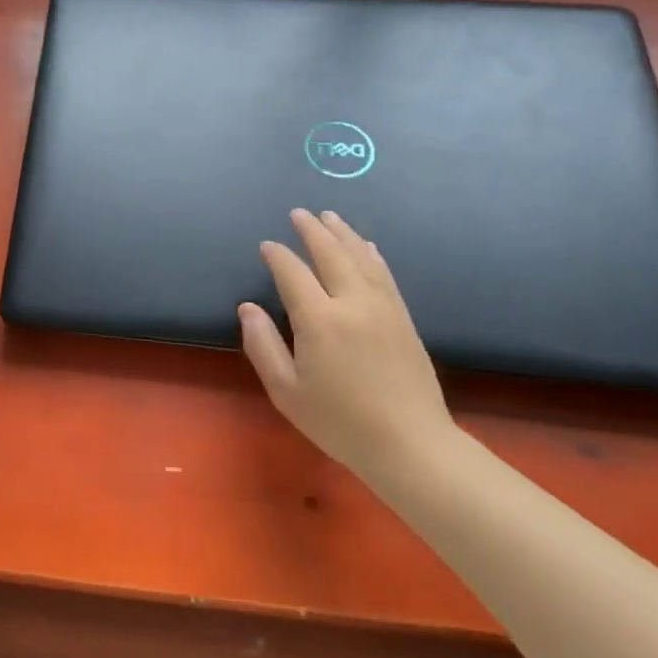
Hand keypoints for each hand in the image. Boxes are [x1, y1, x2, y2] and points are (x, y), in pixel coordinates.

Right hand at [239, 209, 453, 476]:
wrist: (409, 443)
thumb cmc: (339, 422)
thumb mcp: (286, 391)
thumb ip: (263, 345)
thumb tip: (248, 308)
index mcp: (319, 320)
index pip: (293, 274)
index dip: (278, 256)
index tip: (267, 245)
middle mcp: (353, 303)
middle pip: (331, 254)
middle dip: (312, 231)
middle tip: (299, 214)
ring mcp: (384, 308)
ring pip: (361, 258)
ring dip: (344, 234)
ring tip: (330, 217)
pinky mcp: (403, 318)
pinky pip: (384, 275)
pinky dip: (371, 254)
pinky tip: (367, 246)